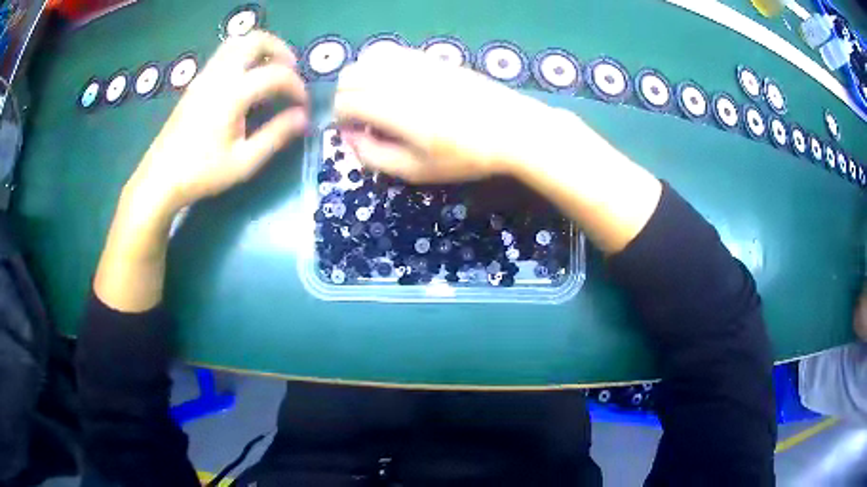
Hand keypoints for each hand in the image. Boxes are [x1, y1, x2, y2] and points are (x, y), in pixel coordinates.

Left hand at [126, 30, 307, 219]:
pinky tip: (246, 82)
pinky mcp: (197, 82)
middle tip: (290, 73)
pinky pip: (225, 54)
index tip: (302, 106)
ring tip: (270, 73)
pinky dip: (244, 57)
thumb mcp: (244, 162)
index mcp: (232, 94)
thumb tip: (303, 118)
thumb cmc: (201, 173)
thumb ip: (276, 136)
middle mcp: (219, 75)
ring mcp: (205, 75)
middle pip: (255, 40)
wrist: (160, 178)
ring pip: (238, 42)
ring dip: (261, 50)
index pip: (276, 74)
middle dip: (280, 51)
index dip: (296, 86)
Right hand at [334, 44, 555, 183]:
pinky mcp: (430, 57)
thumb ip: (373, 156)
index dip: (341, 120)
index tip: (356, 134)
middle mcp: (399, 78)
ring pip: (366, 59)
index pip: (344, 102)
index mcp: (393, 108)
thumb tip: (349, 136)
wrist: (511, 129)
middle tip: (364, 120)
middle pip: (348, 76)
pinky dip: (380, 65)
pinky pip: (391, 52)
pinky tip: (394, 84)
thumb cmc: (464, 156)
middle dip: (346, 98)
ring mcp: (415, 62)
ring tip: (376, 100)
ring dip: (361, 79)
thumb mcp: (415, 170)